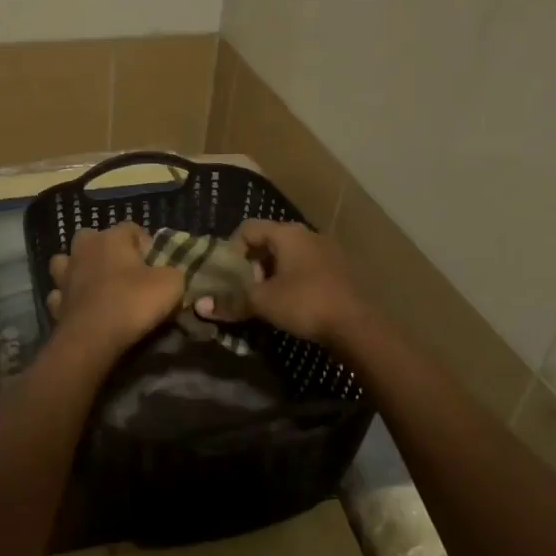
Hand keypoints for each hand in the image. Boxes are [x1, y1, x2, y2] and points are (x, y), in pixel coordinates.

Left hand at [46, 222, 183, 358]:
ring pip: (67, 262)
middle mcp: (83, 249)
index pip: (131, 228)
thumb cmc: (133, 302)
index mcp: (111, 238)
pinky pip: (60, 294)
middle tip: (124, 272)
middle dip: (106, 251)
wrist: (93, 338)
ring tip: (96, 285)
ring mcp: (64, 275)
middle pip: (93, 238)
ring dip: (79, 270)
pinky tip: (81, 308)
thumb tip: (167, 274)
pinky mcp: (55, 302)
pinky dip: (69, 298)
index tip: (156, 265)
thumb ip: (172, 272)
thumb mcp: (171, 284)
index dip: (146, 244)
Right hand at [213, 219, 365, 345]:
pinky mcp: (338, 270)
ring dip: (272, 274)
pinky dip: (292, 280)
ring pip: (287, 256)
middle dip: (252, 265)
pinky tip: (291, 303)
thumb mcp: (262, 302)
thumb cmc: (304, 303)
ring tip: (267, 299)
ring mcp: (326, 251)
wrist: (356, 326)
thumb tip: (198, 306)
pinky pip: (305, 267)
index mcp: (287, 233)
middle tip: (247, 290)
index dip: (232, 250)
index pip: (247, 229)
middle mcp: (307, 234)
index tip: (230, 277)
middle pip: (267, 241)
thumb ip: (230, 301)